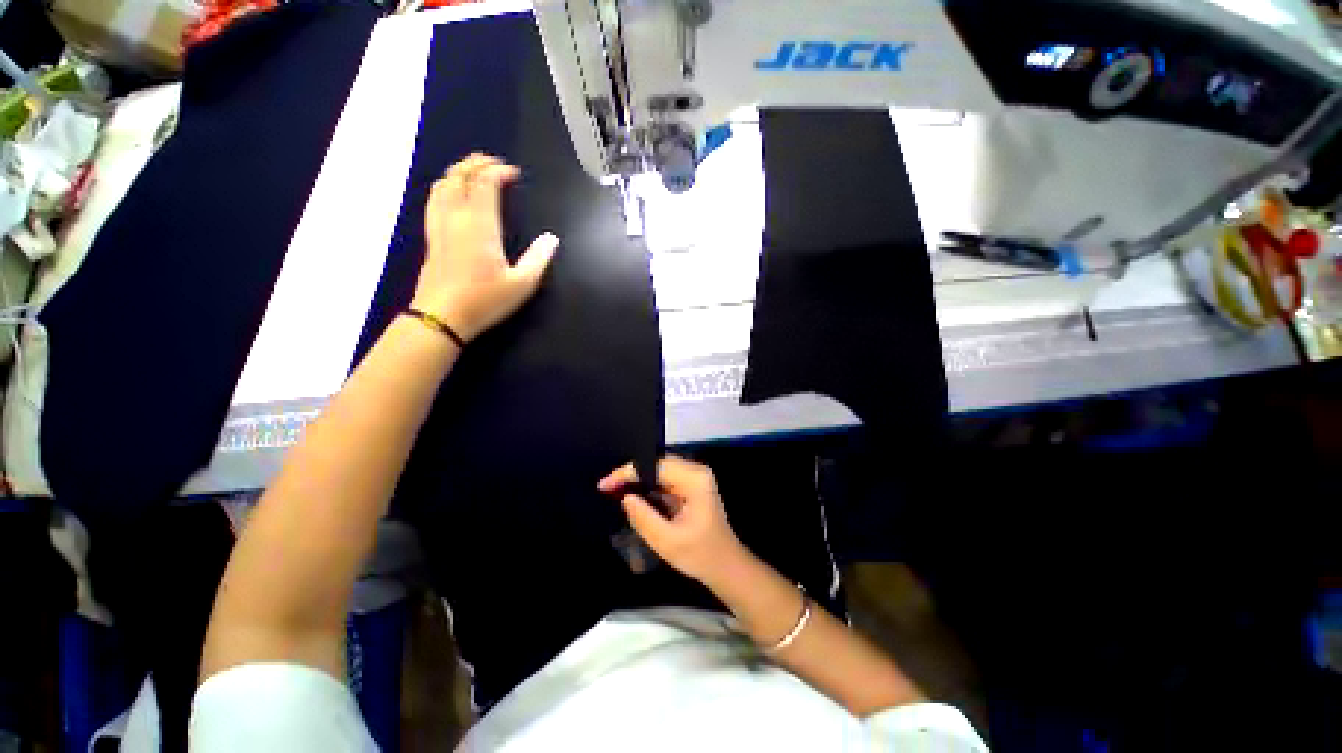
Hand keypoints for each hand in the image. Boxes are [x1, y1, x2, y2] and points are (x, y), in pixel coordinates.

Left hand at [411, 154, 558, 341]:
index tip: (514, 173)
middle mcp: (456, 217)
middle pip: (460, 175)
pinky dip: (446, 187)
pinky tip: (453, 195)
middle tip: (494, 164)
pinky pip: (434, 199)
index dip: (499, 171)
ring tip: (475, 174)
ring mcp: (439, 224)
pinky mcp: (431, 235)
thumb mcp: (522, 284)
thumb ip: (538, 259)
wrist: (443, 316)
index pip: (485, 183)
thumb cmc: (485, 300)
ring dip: (459, 172)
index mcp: (480, 224)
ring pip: (443, 184)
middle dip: (477, 163)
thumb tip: (552, 239)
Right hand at [599, 456, 746, 584]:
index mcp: (694, 479)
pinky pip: (665, 479)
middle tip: (607, 487)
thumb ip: (644, 517)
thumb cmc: (700, 555)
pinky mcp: (691, 486)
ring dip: (638, 479)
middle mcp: (696, 471)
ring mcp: (694, 477)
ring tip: (614, 490)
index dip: (628, 472)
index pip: (656, 465)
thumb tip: (625, 497)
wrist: (725, 566)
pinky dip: (648, 486)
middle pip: (657, 463)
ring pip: (659, 470)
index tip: (604, 485)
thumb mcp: (668, 541)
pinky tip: (633, 494)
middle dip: (631, 474)